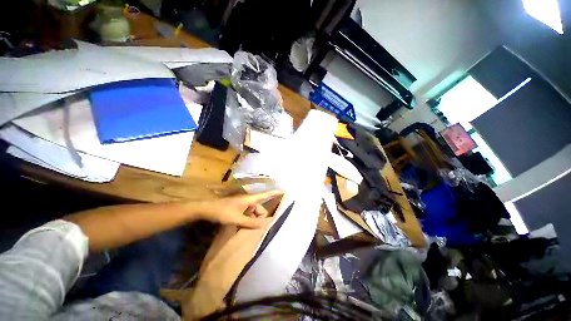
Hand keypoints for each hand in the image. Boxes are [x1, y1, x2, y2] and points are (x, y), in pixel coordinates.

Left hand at [197, 190, 282, 228]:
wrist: (207, 209)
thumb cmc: (223, 212)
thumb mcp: (237, 219)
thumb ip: (250, 222)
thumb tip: (264, 225)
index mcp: (250, 199)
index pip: (265, 195)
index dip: (275, 193)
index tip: (284, 191)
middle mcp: (248, 200)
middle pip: (260, 208)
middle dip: (261, 217)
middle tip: (258, 227)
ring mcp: (243, 204)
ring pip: (254, 212)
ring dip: (254, 219)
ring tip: (248, 228)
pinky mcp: (239, 207)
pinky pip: (249, 213)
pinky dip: (249, 219)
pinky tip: (244, 226)